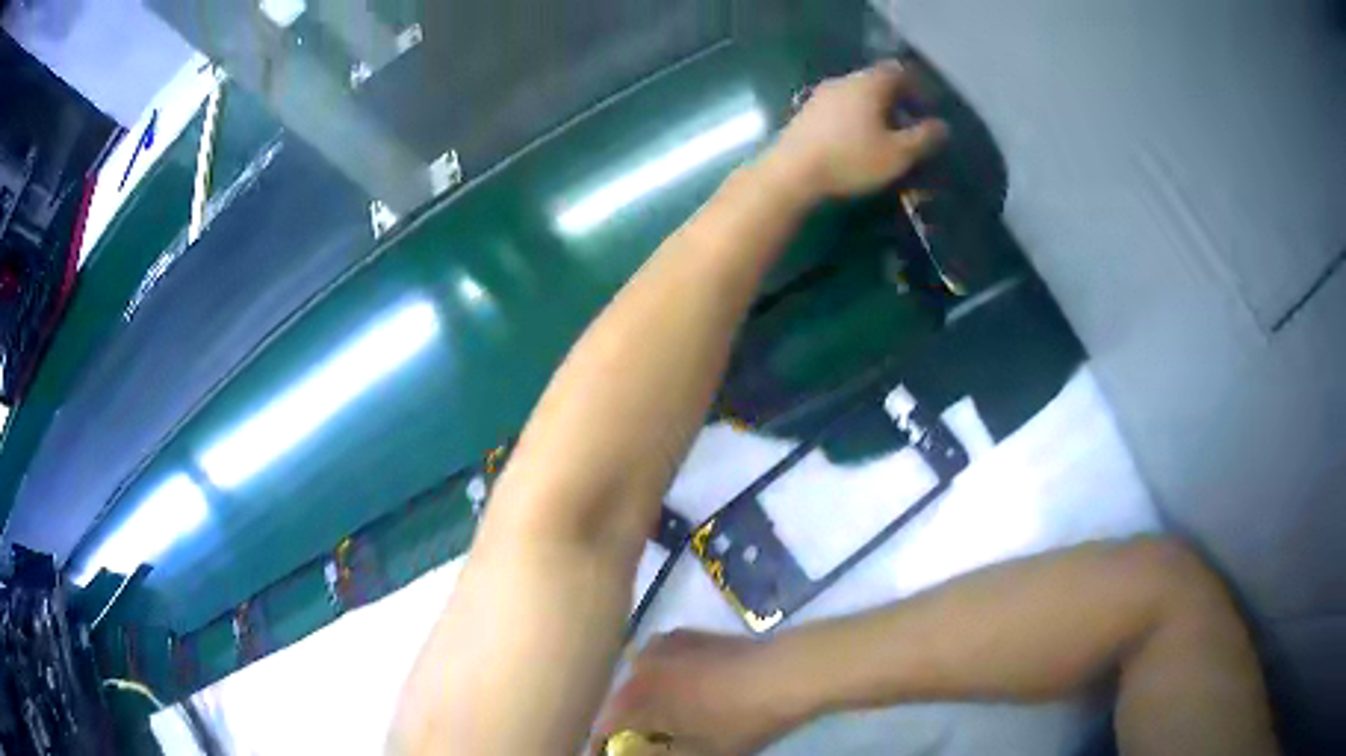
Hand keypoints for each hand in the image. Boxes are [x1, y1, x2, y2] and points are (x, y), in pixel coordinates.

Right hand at [594, 630, 805, 755]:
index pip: (604, 728)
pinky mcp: (685, 634)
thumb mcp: (700, 753)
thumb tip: (636, 754)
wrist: (784, 671)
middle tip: (641, 742)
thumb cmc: (740, 720)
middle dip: (624, 724)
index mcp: (637, 697)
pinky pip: (658, 661)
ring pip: (637, 679)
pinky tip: (683, 689)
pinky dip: (660, 678)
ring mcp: (661, 645)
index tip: (610, 755)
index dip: (604, 746)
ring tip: (661, 719)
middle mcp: (639, 667)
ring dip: (640, 699)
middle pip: (618, 702)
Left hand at [762, 62, 947, 199]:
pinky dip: (855, 118)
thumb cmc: (851, 159)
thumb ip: (923, 138)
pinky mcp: (806, 113)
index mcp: (868, 83)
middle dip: (897, 99)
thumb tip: (942, 126)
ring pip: (857, 95)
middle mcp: (843, 81)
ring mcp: (820, 95)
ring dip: (875, 110)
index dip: (917, 85)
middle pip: (876, 81)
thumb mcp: (897, 154)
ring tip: (887, 136)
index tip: (928, 106)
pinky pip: (840, 108)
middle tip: (910, 123)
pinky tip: (857, 141)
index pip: (898, 70)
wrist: (791, 173)